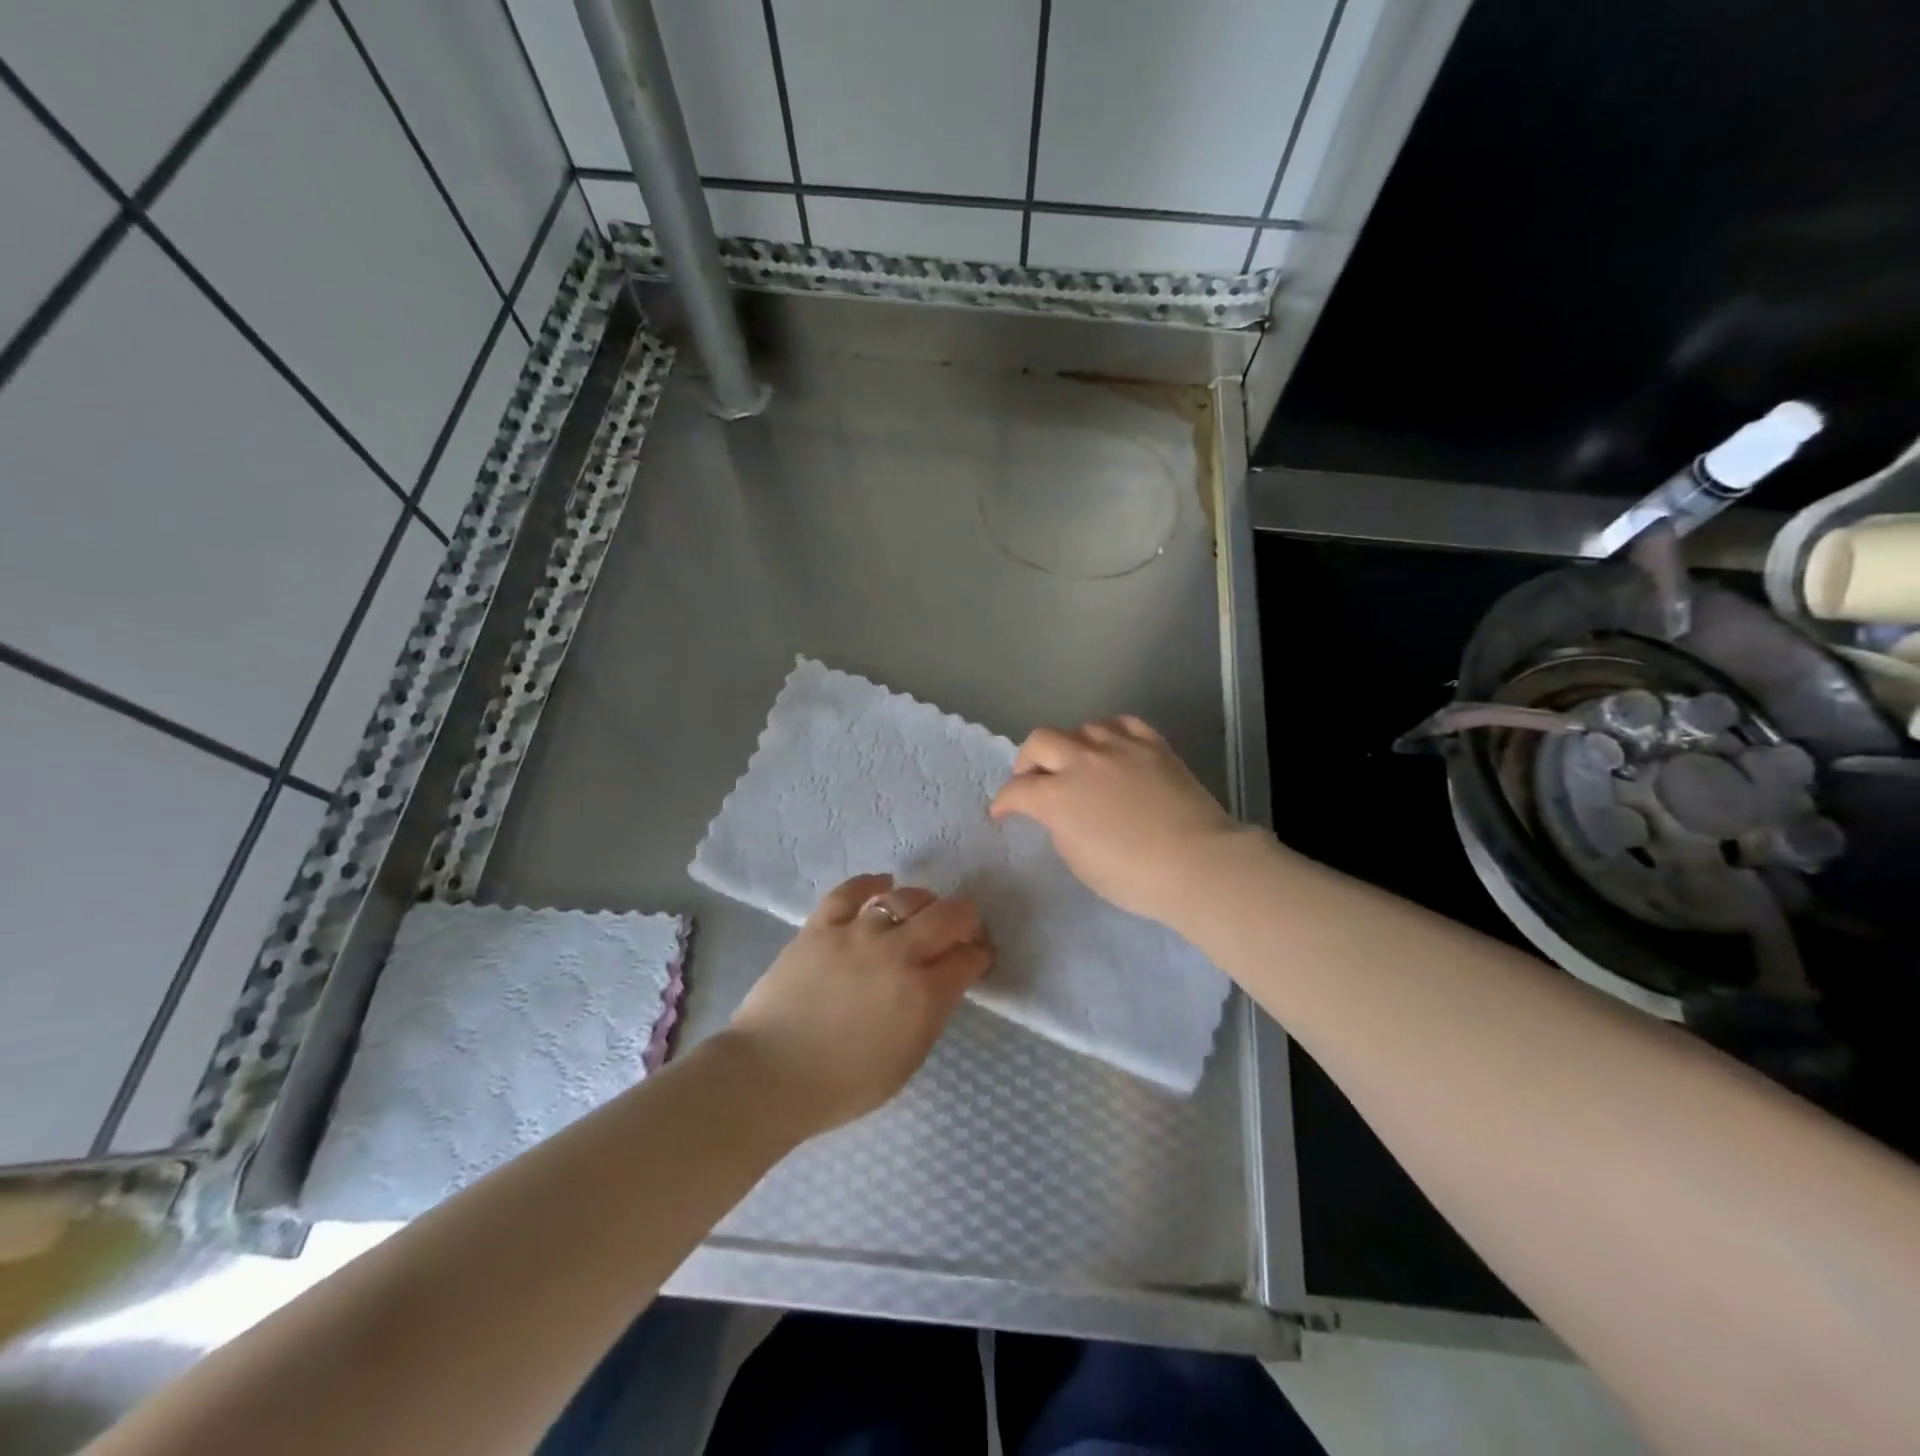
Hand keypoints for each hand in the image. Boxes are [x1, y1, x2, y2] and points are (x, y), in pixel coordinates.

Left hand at [726, 874, 992, 1135]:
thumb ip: (930, 1016)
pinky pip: (851, 891)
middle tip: (960, 929)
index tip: (978, 956)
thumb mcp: (906, 1062)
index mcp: (923, 995)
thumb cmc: (842, 1085)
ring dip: (923, 902)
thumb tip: (942, 984)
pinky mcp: (821, 925)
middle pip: (947, 916)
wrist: (768, 1076)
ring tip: (920, 911)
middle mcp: (897, 954)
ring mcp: (857, 934)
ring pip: (904, 897)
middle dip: (964, 918)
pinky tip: (882, 885)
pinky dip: (872, 884)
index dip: (979, 955)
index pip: (967, 959)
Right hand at [990, 717, 1255, 926]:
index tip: (1002, 812)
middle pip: (1041, 741)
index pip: (1017, 790)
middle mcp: (1083, 761)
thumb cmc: (1132, 877)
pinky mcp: (1153, 745)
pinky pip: (1122, 723)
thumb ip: (1060, 827)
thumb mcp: (1079, 861)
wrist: (1197, 864)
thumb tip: (1059, 811)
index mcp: (1058, 796)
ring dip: (1070, 745)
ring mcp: (1120, 747)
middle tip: (1032, 779)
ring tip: (1076, 763)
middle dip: (1028, 760)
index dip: (1004, 801)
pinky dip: (1108, 733)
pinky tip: (1111, 747)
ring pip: (1081, 728)